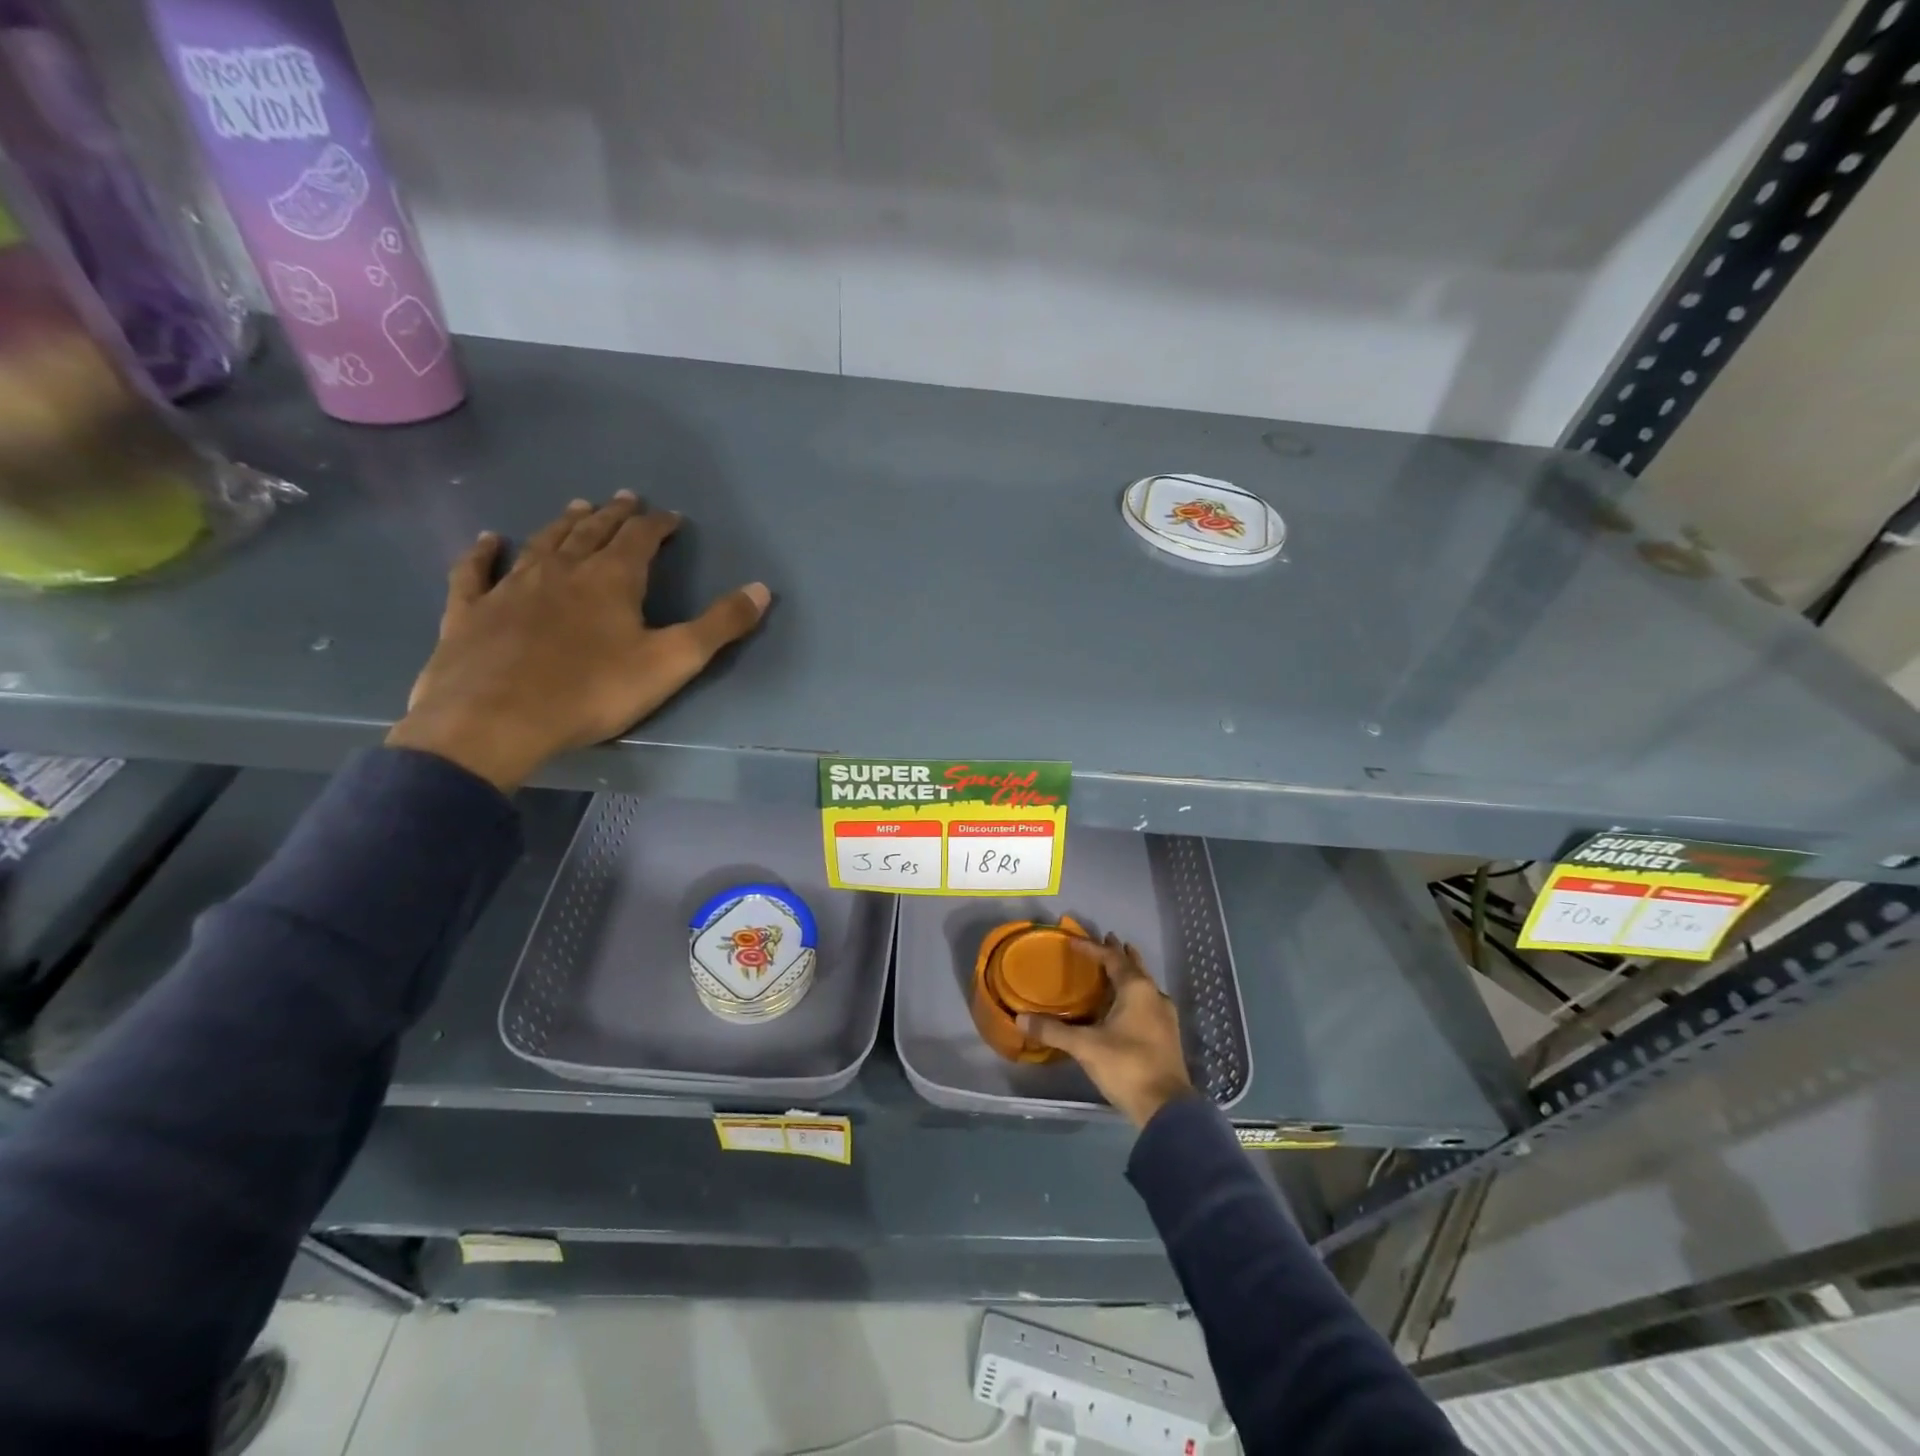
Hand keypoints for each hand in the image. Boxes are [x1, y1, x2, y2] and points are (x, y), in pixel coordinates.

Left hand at [386, 493, 768, 790]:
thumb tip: (762, 588)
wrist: (496, 719)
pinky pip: (476, 571)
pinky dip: (484, 552)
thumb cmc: (593, 691)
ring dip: (563, 523)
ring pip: (542, 543)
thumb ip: (720, 625)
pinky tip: (488, 540)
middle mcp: (561, 570)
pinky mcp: (471, 610)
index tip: (672, 518)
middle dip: (614, 515)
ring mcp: (511, 586)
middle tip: (625, 499)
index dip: (659, 525)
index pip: (641, 538)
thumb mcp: (672, 661)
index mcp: (611, 579)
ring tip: (578, 507)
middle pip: (592, 532)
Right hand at [1019, 933, 1195, 1127]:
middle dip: (1118, 953)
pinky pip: (1147, 1002)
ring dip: (1129, 973)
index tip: (1073, 940)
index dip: (1092, 947)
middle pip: (1134, 966)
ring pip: (1144, 985)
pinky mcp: (1167, 1035)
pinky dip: (1133, 995)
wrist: (1166, 1108)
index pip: (1112, 958)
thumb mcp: (1085, 1046)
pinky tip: (1125, 1006)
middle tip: (1105, 939)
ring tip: (1114, 969)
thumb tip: (1020, 1018)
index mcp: (1137, 989)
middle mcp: (1154, 995)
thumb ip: (1053, 1031)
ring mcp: (1165, 1016)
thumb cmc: (1126, 1066)